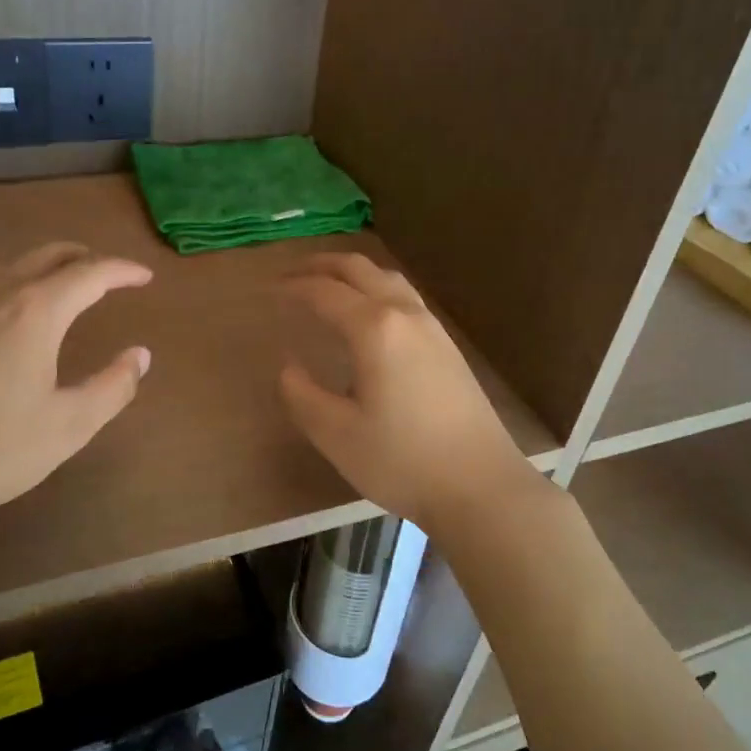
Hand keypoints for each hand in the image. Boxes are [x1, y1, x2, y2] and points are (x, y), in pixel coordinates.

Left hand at [0, 243, 152, 577]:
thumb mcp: (69, 425)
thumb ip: (112, 386)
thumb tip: (140, 355)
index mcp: (35, 312)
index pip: (89, 273)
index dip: (122, 270)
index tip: (145, 276)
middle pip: (47, 255)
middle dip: (85, 257)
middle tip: (109, 273)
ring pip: (10, 264)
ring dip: (46, 264)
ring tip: (64, 284)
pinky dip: (15, 281)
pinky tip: (11, 315)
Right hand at [279, 253, 539, 530]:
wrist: (480, 485)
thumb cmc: (402, 460)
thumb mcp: (337, 435)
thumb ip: (302, 395)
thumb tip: (289, 367)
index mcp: (374, 329)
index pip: (325, 292)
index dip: (294, 287)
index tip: (270, 289)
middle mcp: (404, 314)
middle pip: (360, 270)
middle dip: (322, 265)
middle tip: (292, 273)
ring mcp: (432, 327)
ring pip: (388, 278)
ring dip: (354, 272)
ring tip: (330, 283)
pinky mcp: (448, 345)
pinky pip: (406, 296)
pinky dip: (377, 288)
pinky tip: (372, 313)